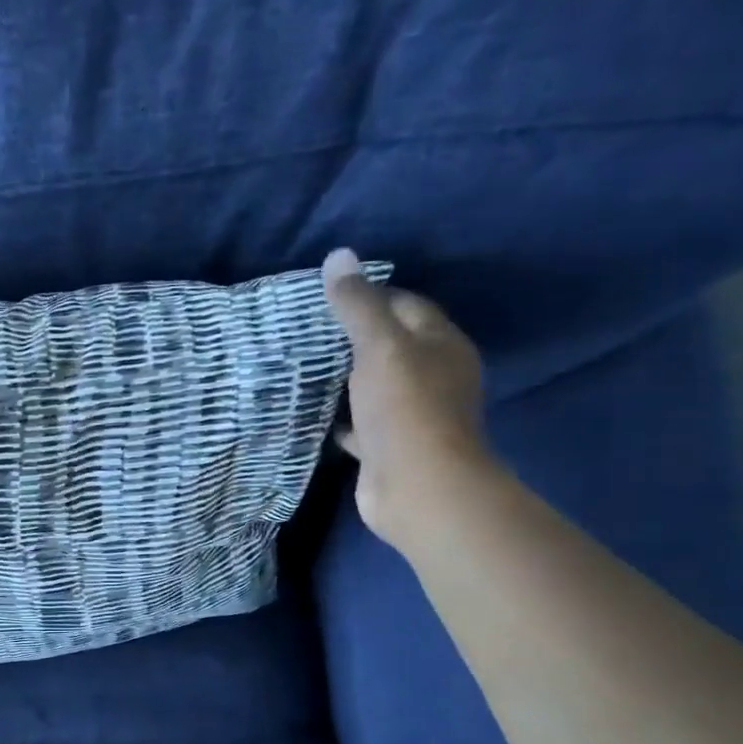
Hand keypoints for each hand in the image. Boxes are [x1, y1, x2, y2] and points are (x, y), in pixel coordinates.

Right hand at [322, 249, 493, 553]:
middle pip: (390, 345)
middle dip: (352, 337)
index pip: (406, 304)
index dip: (369, 295)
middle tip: (305, 329)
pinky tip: (310, 410)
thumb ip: (357, 304)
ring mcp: (411, 414)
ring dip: (344, 377)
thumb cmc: (404, 408)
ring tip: (301, 365)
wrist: (417, 487)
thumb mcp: (379, 347)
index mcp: (440, 344)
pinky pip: (359, 423)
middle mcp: (432, 376)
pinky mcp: (388, 446)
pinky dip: (339, 416)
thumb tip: (338, 256)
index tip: (326, 296)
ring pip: (373, 385)